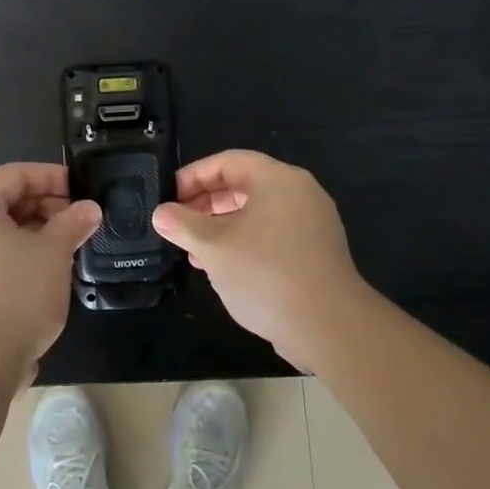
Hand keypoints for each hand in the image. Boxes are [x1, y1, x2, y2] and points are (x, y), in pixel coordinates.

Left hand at [0, 162, 100, 391]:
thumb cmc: (15, 294)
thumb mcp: (53, 253)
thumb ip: (72, 223)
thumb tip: (90, 208)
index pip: (14, 174)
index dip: (50, 176)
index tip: (81, 188)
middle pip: (4, 200)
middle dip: (45, 204)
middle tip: (80, 218)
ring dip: (35, 231)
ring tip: (70, 243)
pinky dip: (19, 253)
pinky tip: (48, 269)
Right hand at [153, 150, 376, 371]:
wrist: (328, 326)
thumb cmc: (265, 273)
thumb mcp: (213, 246)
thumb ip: (183, 225)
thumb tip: (161, 213)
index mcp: (278, 179)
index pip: (228, 161)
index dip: (193, 175)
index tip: (169, 197)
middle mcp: (299, 193)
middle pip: (244, 185)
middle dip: (206, 203)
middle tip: (178, 223)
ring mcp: (311, 224)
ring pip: (256, 213)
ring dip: (221, 226)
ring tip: (193, 249)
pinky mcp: (315, 253)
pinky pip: (271, 235)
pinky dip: (244, 243)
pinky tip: (222, 268)